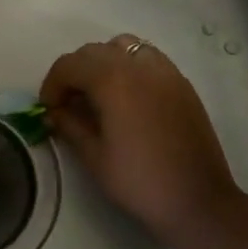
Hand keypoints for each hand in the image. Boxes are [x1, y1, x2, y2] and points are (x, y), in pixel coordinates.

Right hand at [41, 35, 247, 248]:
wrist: (198, 201)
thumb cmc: (139, 181)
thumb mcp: (94, 156)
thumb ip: (69, 125)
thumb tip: (54, 112)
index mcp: (113, 81)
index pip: (70, 65)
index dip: (52, 85)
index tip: (49, 110)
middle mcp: (139, 67)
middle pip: (94, 51)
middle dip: (75, 72)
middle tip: (69, 104)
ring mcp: (165, 72)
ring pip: (123, 47)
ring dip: (103, 63)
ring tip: (99, 94)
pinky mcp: (182, 84)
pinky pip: (147, 59)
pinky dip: (129, 67)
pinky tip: (128, 98)